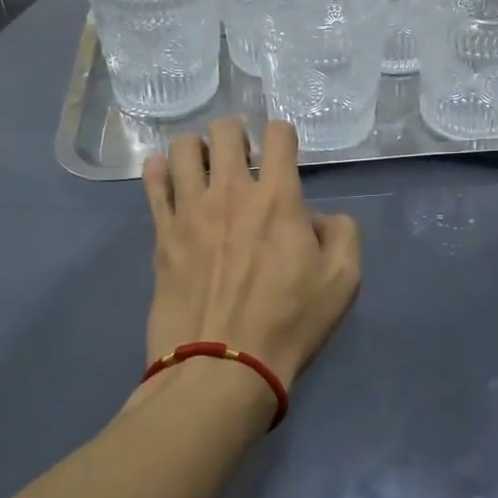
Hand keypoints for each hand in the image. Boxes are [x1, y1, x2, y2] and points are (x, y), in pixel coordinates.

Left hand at [141, 117, 361, 390]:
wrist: (222, 368)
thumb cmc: (289, 322)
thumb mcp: (344, 280)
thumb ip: (343, 233)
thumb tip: (319, 218)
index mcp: (278, 197)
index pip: (278, 133)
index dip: (284, 135)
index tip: (284, 154)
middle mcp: (231, 192)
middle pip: (225, 129)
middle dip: (238, 132)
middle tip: (244, 157)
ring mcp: (190, 211)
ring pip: (184, 149)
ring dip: (199, 148)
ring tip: (206, 167)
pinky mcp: (162, 234)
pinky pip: (153, 183)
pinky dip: (160, 171)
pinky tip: (170, 178)